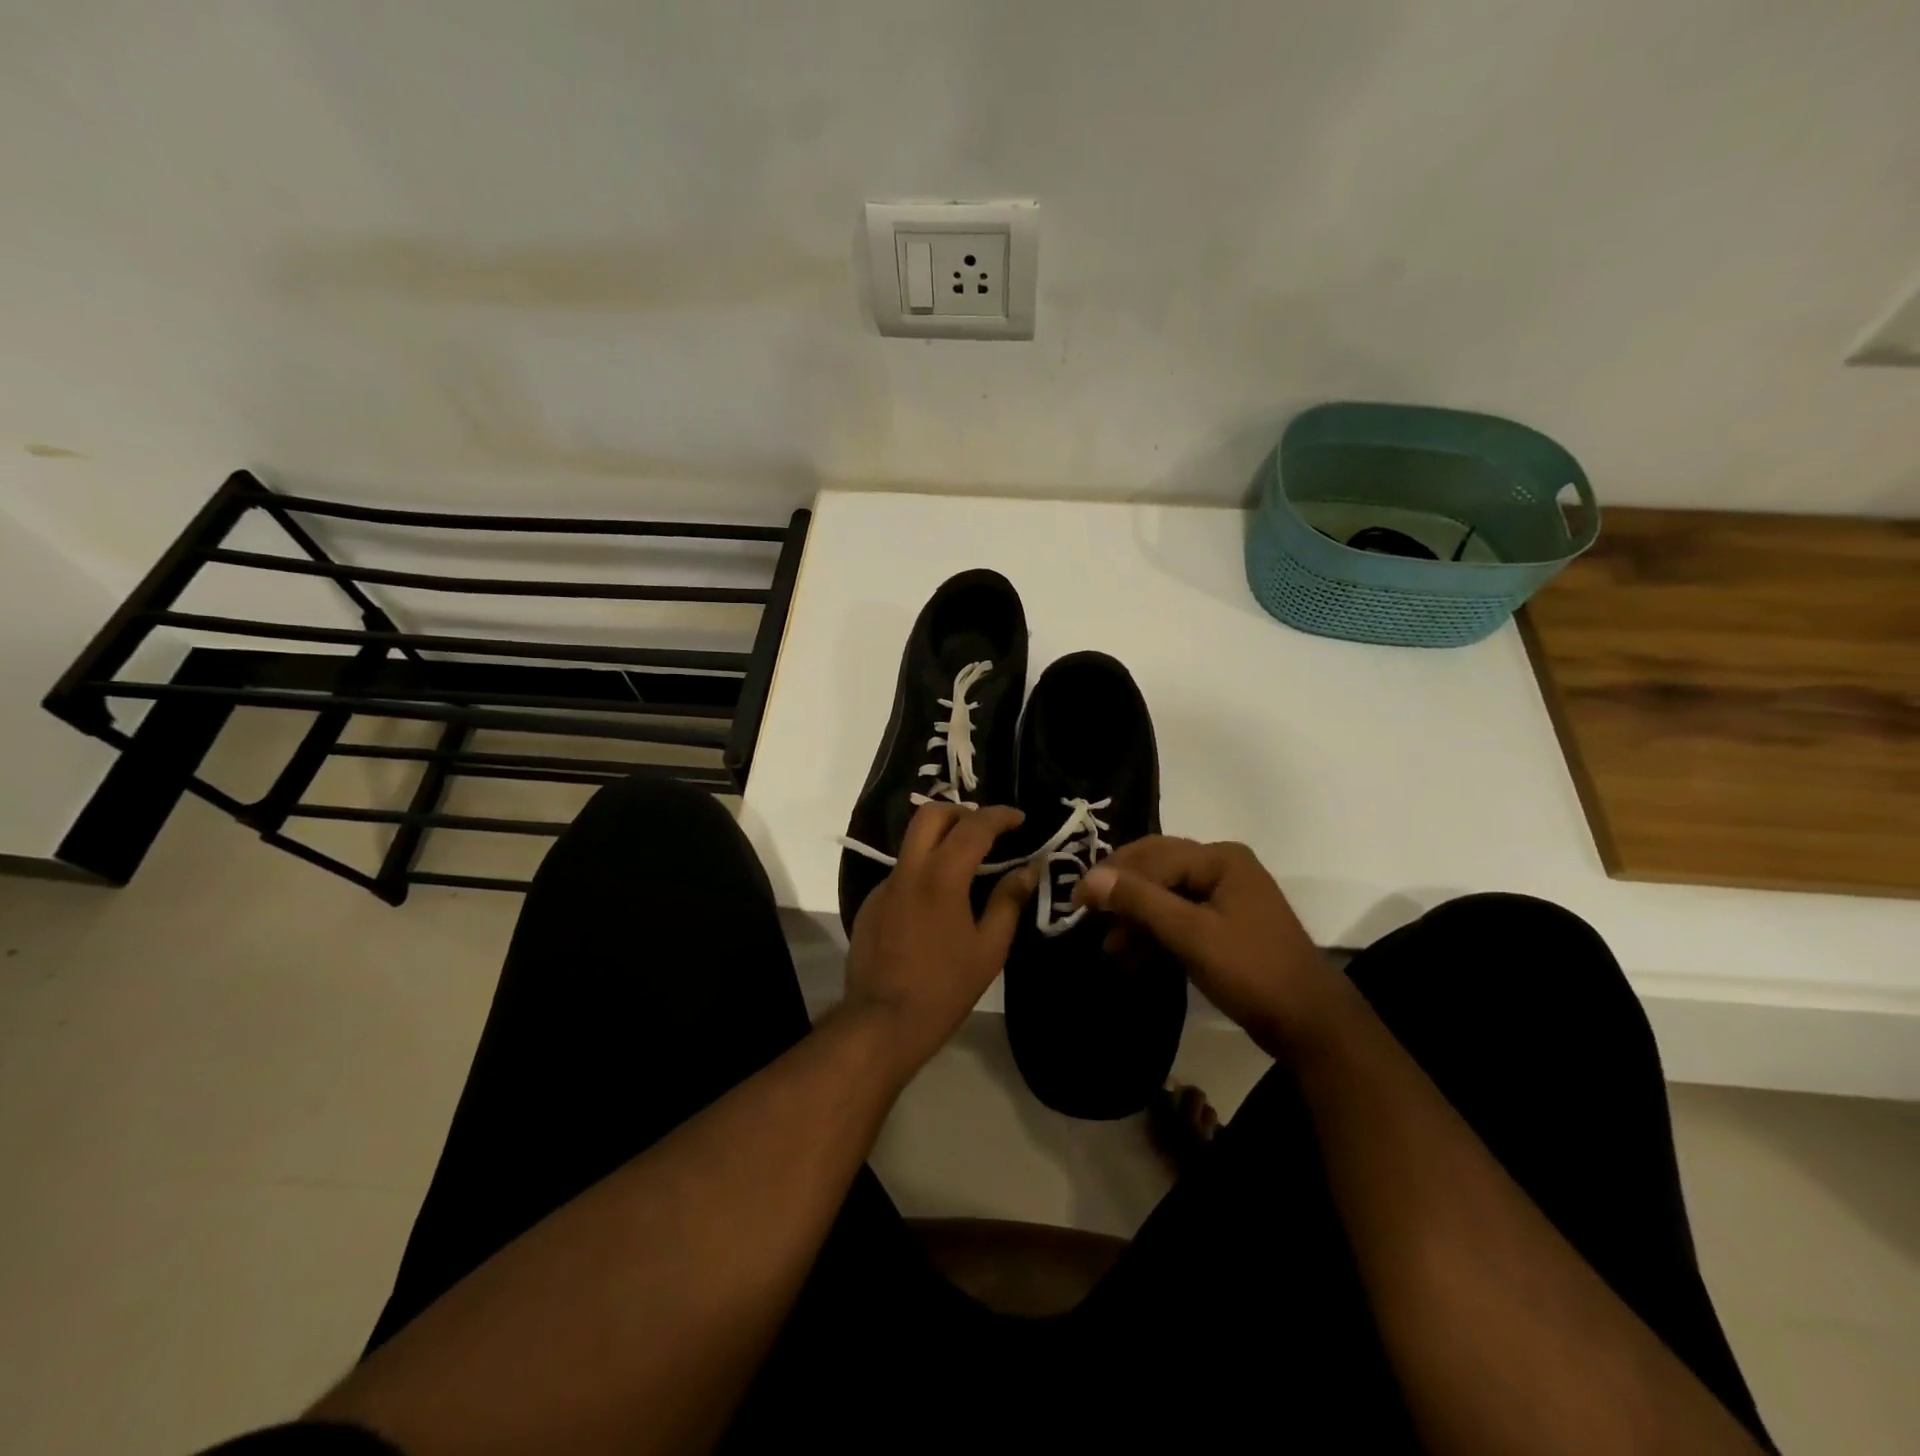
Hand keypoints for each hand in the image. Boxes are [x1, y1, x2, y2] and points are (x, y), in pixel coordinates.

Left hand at [843, 803, 1036, 1080]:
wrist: (882, 1022)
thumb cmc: (945, 988)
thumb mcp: (989, 948)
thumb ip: (1009, 901)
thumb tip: (1029, 869)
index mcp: (941, 877)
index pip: (974, 826)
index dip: (1000, 816)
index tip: (1019, 818)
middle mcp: (908, 870)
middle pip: (931, 814)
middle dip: (962, 811)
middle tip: (986, 830)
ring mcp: (885, 885)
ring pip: (913, 842)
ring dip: (941, 839)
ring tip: (968, 865)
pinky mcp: (871, 903)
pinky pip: (902, 873)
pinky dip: (924, 871)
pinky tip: (938, 904)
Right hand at [1074, 837, 1337, 1058]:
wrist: (1310, 1025)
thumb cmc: (1251, 972)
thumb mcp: (1191, 934)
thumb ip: (1140, 901)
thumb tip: (1090, 878)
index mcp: (1219, 858)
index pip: (1151, 857)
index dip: (1110, 877)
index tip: (1075, 903)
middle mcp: (1222, 866)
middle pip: (1156, 869)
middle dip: (1121, 895)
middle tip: (1087, 917)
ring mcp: (1225, 895)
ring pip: (1164, 894)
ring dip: (1136, 918)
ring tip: (1111, 947)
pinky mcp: (1224, 923)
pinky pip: (1179, 916)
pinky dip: (1155, 933)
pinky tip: (1134, 957)